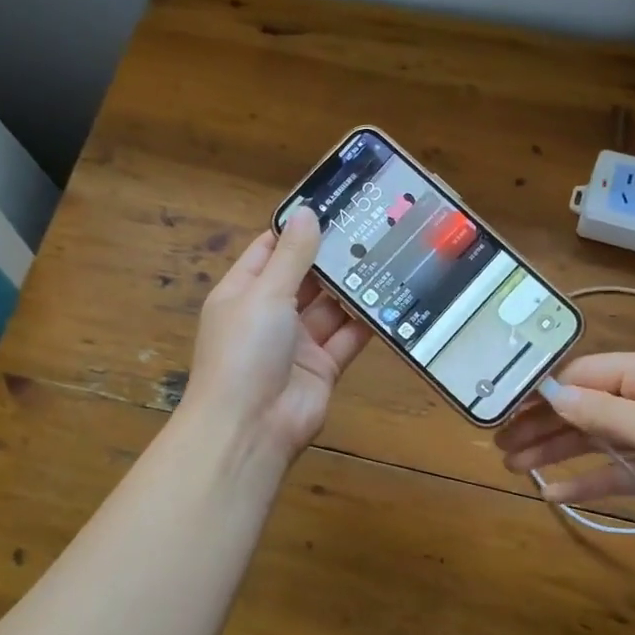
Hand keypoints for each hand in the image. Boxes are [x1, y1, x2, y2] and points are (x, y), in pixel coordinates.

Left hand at [180, 207, 371, 467]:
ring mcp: (297, 343)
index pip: (270, 251)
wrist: (250, 428)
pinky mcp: (323, 367)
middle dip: (332, 257)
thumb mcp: (265, 294)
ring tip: (388, 255)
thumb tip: (307, 213)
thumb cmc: (245, 351)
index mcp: (243, 293)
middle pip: (304, 278)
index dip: (297, 230)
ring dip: (352, 288)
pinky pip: (347, 337)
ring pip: (329, 308)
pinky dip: (366, 322)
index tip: (333, 206)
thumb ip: (292, 256)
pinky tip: (391, 299)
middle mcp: (269, 314)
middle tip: (372, 228)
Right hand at [494, 351, 634, 539]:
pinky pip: (619, 472)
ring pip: (596, 441)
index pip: (582, 376)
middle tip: (499, 446)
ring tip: (515, 468)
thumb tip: (549, 395)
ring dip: (558, 454)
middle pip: (583, 409)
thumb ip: (603, 415)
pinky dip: (590, 482)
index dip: (541, 393)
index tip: (501, 410)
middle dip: (542, 426)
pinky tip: (556, 494)